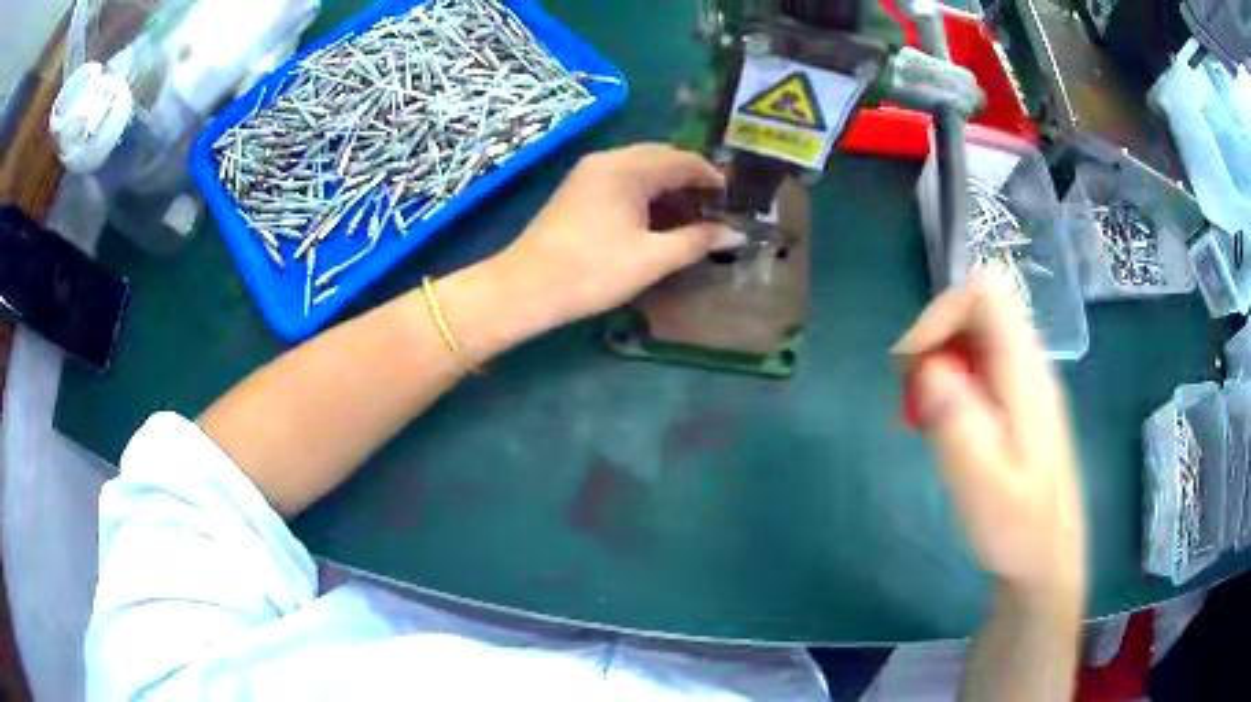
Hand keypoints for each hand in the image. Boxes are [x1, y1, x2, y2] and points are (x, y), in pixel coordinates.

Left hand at [486, 143, 733, 334]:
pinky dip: (645, 193)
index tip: (733, 200)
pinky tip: (655, 219)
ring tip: (690, 217)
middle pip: (661, 158)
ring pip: (640, 168)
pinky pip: (622, 179)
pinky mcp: (576, 190)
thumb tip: (734, 232)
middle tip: (715, 208)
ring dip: (667, 187)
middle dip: (690, 180)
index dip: (712, 177)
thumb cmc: (593, 270)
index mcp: (629, 167)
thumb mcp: (652, 258)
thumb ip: (696, 241)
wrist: (525, 288)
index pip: (683, 159)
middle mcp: (609, 159)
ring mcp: (588, 173)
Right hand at [892, 274, 1085, 607]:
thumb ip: (957, 423)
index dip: (940, 313)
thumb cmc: (1018, 531)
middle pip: (979, 309)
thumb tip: (926, 366)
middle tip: (910, 393)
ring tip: (921, 413)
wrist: (1047, 561)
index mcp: (1025, 376)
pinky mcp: (1020, 404)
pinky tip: (944, 426)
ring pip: (978, 337)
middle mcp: (1030, 367)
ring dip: (941, 361)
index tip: (910, 364)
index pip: (985, 295)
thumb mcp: (983, 486)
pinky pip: (982, 366)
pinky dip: (953, 381)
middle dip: (936, 338)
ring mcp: (1027, 384)